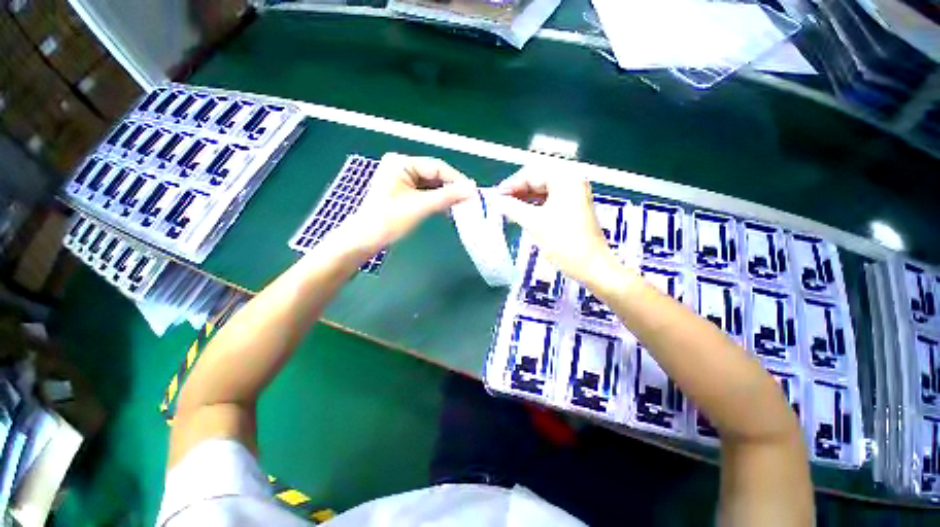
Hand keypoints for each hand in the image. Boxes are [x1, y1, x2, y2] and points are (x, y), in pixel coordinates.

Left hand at [334, 153, 476, 254]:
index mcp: (401, 162)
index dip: (456, 179)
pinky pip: (426, 192)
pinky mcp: (403, 192)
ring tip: (461, 206)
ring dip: (445, 195)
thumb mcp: (420, 207)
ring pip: (432, 185)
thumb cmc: (388, 221)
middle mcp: (401, 166)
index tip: (473, 192)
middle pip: (434, 175)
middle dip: (451, 188)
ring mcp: (401, 179)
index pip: (436, 167)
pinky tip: (448, 208)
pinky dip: (437, 200)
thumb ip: (447, 196)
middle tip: (469, 201)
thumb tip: (472, 189)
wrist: (365, 240)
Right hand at [496, 166, 631, 288]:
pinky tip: (522, 212)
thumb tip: (493, 199)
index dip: (511, 184)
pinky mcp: (572, 207)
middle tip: (500, 202)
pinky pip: (549, 199)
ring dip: (524, 198)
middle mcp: (572, 181)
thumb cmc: (564, 243)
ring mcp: (574, 194)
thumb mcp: (535, 223)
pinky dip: (534, 205)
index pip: (532, 173)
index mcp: (566, 179)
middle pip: (538, 179)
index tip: (495, 196)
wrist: (592, 267)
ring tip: (508, 208)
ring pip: (542, 190)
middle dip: (517, 190)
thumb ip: (512, 208)